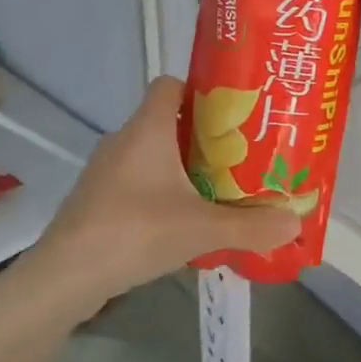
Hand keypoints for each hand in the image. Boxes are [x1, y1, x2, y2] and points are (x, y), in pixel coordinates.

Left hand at [28, 76, 300, 311]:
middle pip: (167, 121)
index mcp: (147, 129)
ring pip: (152, 154)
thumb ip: (250, 225)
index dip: (200, 91)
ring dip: (182, 167)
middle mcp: (123, 140)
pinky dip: (160, 191)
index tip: (231, 113)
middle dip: (203, 136)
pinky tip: (181, 220)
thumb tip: (295, 222)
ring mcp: (106, 171)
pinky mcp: (96, 199)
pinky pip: (137, 181)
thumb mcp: (201, 229)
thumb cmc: (134, 232)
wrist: (65, 276)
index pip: (169, 84)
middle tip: (238, 155)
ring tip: (217, 189)